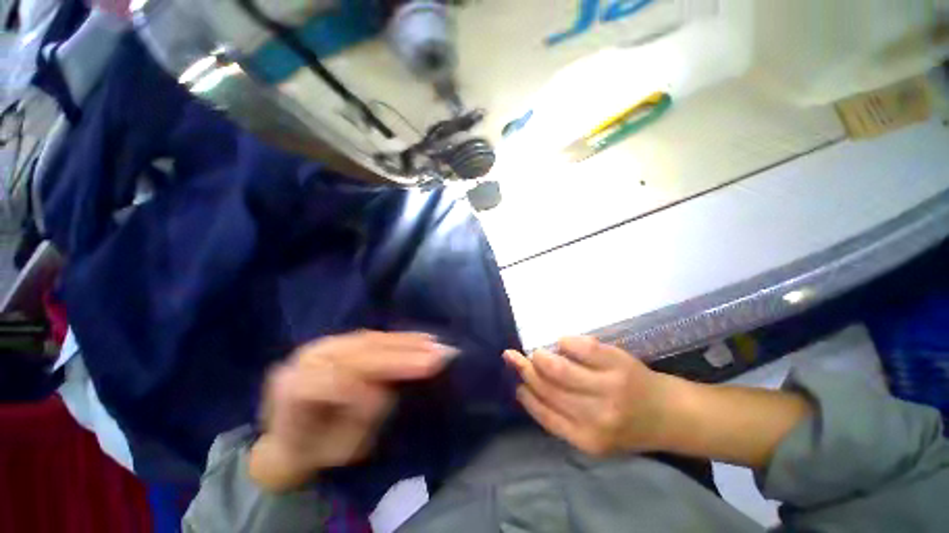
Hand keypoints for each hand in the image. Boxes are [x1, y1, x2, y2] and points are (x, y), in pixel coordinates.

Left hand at [249, 331, 450, 490]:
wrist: (289, 436)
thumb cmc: (316, 451)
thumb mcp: (338, 448)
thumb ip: (363, 418)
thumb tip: (386, 386)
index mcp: (296, 389)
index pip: (340, 380)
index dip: (379, 382)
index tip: (413, 385)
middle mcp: (308, 358)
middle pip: (362, 353)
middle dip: (404, 355)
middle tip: (439, 354)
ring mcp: (325, 345)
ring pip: (372, 340)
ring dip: (407, 342)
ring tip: (435, 344)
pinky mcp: (340, 340)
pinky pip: (374, 336)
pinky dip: (400, 337)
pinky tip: (421, 337)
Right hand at [504, 336, 673, 456]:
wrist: (669, 414)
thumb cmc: (625, 425)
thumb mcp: (592, 434)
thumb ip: (560, 416)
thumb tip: (526, 386)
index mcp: (586, 439)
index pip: (543, 413)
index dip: (525, 394)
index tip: (516, 382)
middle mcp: (596, 416)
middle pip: (547, 387)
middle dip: (526, 369)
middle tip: (516, 358)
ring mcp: (607, 387)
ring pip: (558, 367)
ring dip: (540, 356)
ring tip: (538, 353)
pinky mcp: (617, 363)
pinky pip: (579, 346)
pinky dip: (564, 341)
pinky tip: (563, 343)